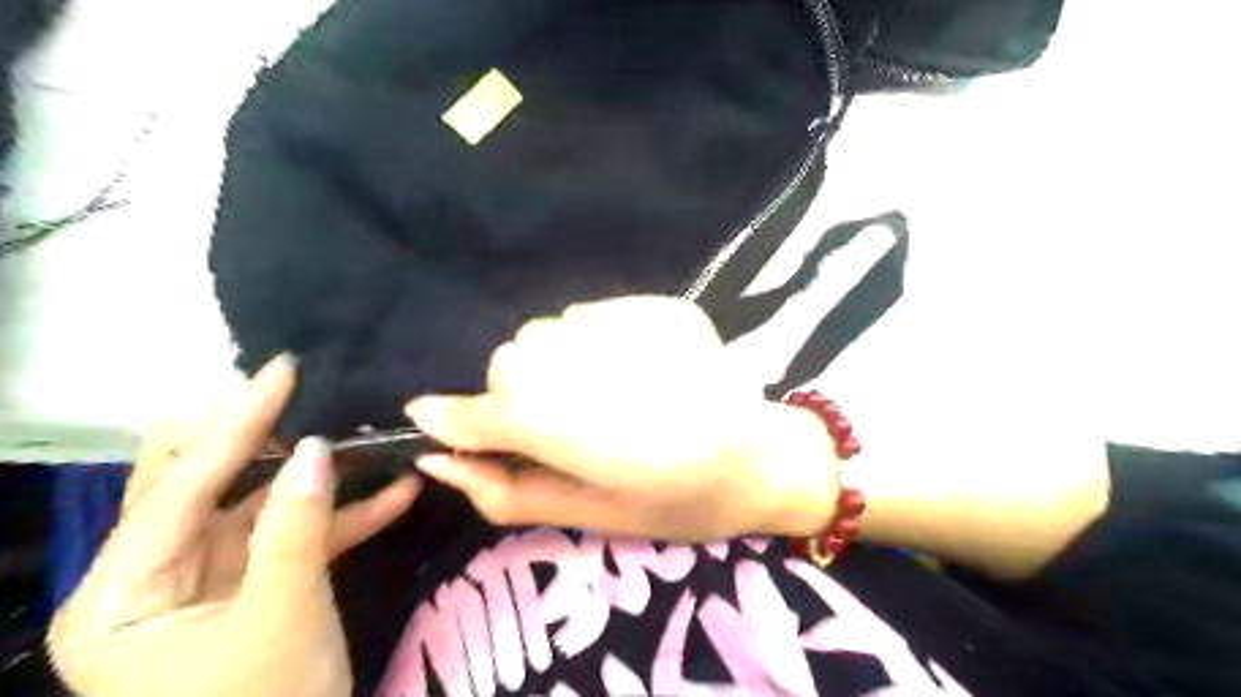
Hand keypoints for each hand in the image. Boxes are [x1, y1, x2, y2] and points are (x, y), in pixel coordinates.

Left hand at [45, 359, 419, 695]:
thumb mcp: (283, 615)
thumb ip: (296, 526)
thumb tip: (316, 448)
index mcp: (123, 593)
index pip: (179, 486)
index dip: (236, 423)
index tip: (283, 371)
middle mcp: (154, 578)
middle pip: (204, 485)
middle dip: (261, 440)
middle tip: (307, 399)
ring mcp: (208, 582)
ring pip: (261, 508)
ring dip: (319, 480)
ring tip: (366, 440)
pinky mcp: (254, 589)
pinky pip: (294, 539)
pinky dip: (342, 518)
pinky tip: (397, 495)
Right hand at [412, 297, 836, 540]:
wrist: (763, 454)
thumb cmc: (679, 501)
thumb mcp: (591, 514)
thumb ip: (510, 490)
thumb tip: (440, 462)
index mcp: (582, 431)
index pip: (487, 412)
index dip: (454, 419)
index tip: (430, 418)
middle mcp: (595, 364)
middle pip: (512, 362)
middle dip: (517, 395)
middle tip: (562, 425)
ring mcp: (631, 322)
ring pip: (548, 332)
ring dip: (554, 363)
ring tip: (602, 395)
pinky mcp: (658, 304)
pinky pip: (592, 315)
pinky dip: (593, 342)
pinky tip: (632, 370)